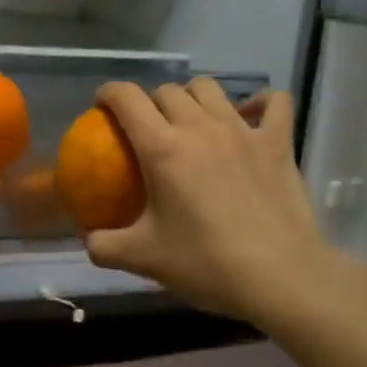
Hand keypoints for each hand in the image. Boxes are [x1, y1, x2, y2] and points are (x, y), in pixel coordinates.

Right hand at [83, 79, 333, 325]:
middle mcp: (200, 127)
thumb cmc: (207, 264)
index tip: (101, 106)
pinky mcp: (278, 142)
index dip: (108, 93)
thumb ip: (103, 245)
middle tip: (146, 128)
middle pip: (166, 90)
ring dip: (192, 96)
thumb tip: (85, 237)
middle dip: (149, 101)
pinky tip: (250, 115)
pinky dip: (259, 102)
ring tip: (190, 119)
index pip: (126, 98)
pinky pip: (273, 102)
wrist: (281, 278)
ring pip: (209, 88)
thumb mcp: (143, 259)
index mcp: (162, 148)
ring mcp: (242, 130)